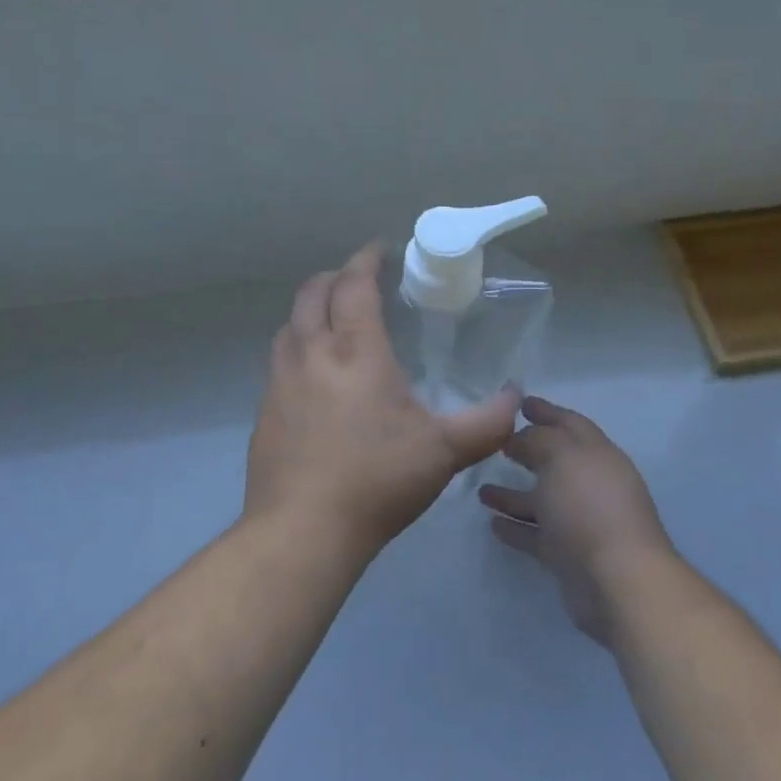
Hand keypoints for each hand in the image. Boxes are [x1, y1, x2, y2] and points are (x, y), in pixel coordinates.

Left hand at [246, 243, 520, 559]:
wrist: (302, 530)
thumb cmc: (377, 479)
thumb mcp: (444, 452)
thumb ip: (487, 422)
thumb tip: (516, 398)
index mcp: (355, 350)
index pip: (354, 283)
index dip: (367, 259)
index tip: (380, 249)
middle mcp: (311, 353)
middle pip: (313, 293)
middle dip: (336, 276)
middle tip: (359, 280)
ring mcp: (280, 381)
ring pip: (290, 324)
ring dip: (311, 309)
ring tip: (334, 320)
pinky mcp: (264, 410)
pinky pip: (280, 358)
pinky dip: (297, 344)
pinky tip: (314, 373)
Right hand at [480, 397, 678, 644]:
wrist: (617, 581)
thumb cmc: (589, 507)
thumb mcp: (561, 457)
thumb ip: (538, 440)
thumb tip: (520, 438)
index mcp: (596, 454)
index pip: (569, 423)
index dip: (546, 411)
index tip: (519, 403)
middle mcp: (590, 484)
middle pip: (555, 460)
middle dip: (528, 449)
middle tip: (498, 441)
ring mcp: (580, 521)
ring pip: (542, 500)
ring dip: (513, 494)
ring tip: (481, 489)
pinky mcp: (568, 555)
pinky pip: (536, 534)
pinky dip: (516, 527)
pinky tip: (492, 524)